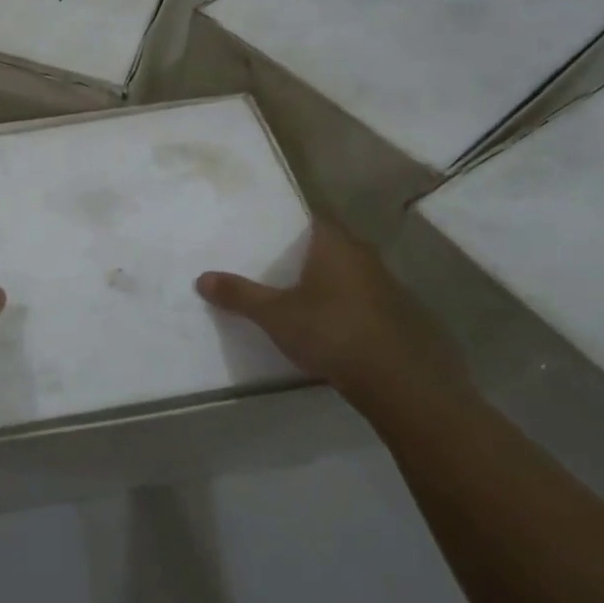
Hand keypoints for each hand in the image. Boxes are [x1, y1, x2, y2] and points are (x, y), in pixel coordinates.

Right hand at [195, 218, 468, 408]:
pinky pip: (365, 300)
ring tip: (298, 297)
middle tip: (275, 266)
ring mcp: (389, 286)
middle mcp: (365, 256)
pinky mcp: (401, 316)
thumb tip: (201, 278)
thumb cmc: (331, 332)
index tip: (268, 235)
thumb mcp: (274, 315)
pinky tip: (331, 326)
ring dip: (329, 283)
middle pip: (330, 247)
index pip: (312, 220)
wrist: (399, 381)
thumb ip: (239, 295)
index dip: (290, 225)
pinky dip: (347, 307)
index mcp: (335, 245)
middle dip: (306, 256)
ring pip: (350, 274)